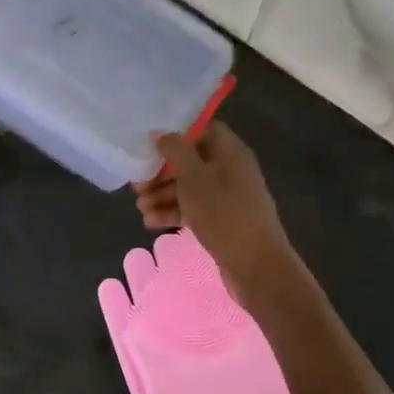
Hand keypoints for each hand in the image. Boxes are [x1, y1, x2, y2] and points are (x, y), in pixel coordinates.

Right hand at [133, 123, 296, 306]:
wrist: (255, 264)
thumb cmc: (223, 213)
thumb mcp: (193, 178)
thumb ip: (175, 151)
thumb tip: (160, 133)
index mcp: (230, 152)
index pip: (203, 130)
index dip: (177, 135)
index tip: (150, 145)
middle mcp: (230, 170)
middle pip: (190, 162)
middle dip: (161, 172)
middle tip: (137, 185)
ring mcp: (226, 197)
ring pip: (189, 188)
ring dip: (162, 195)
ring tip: (140, 207)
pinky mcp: (221, 220)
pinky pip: (193, 209)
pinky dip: (172, 212)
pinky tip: (151, 222)